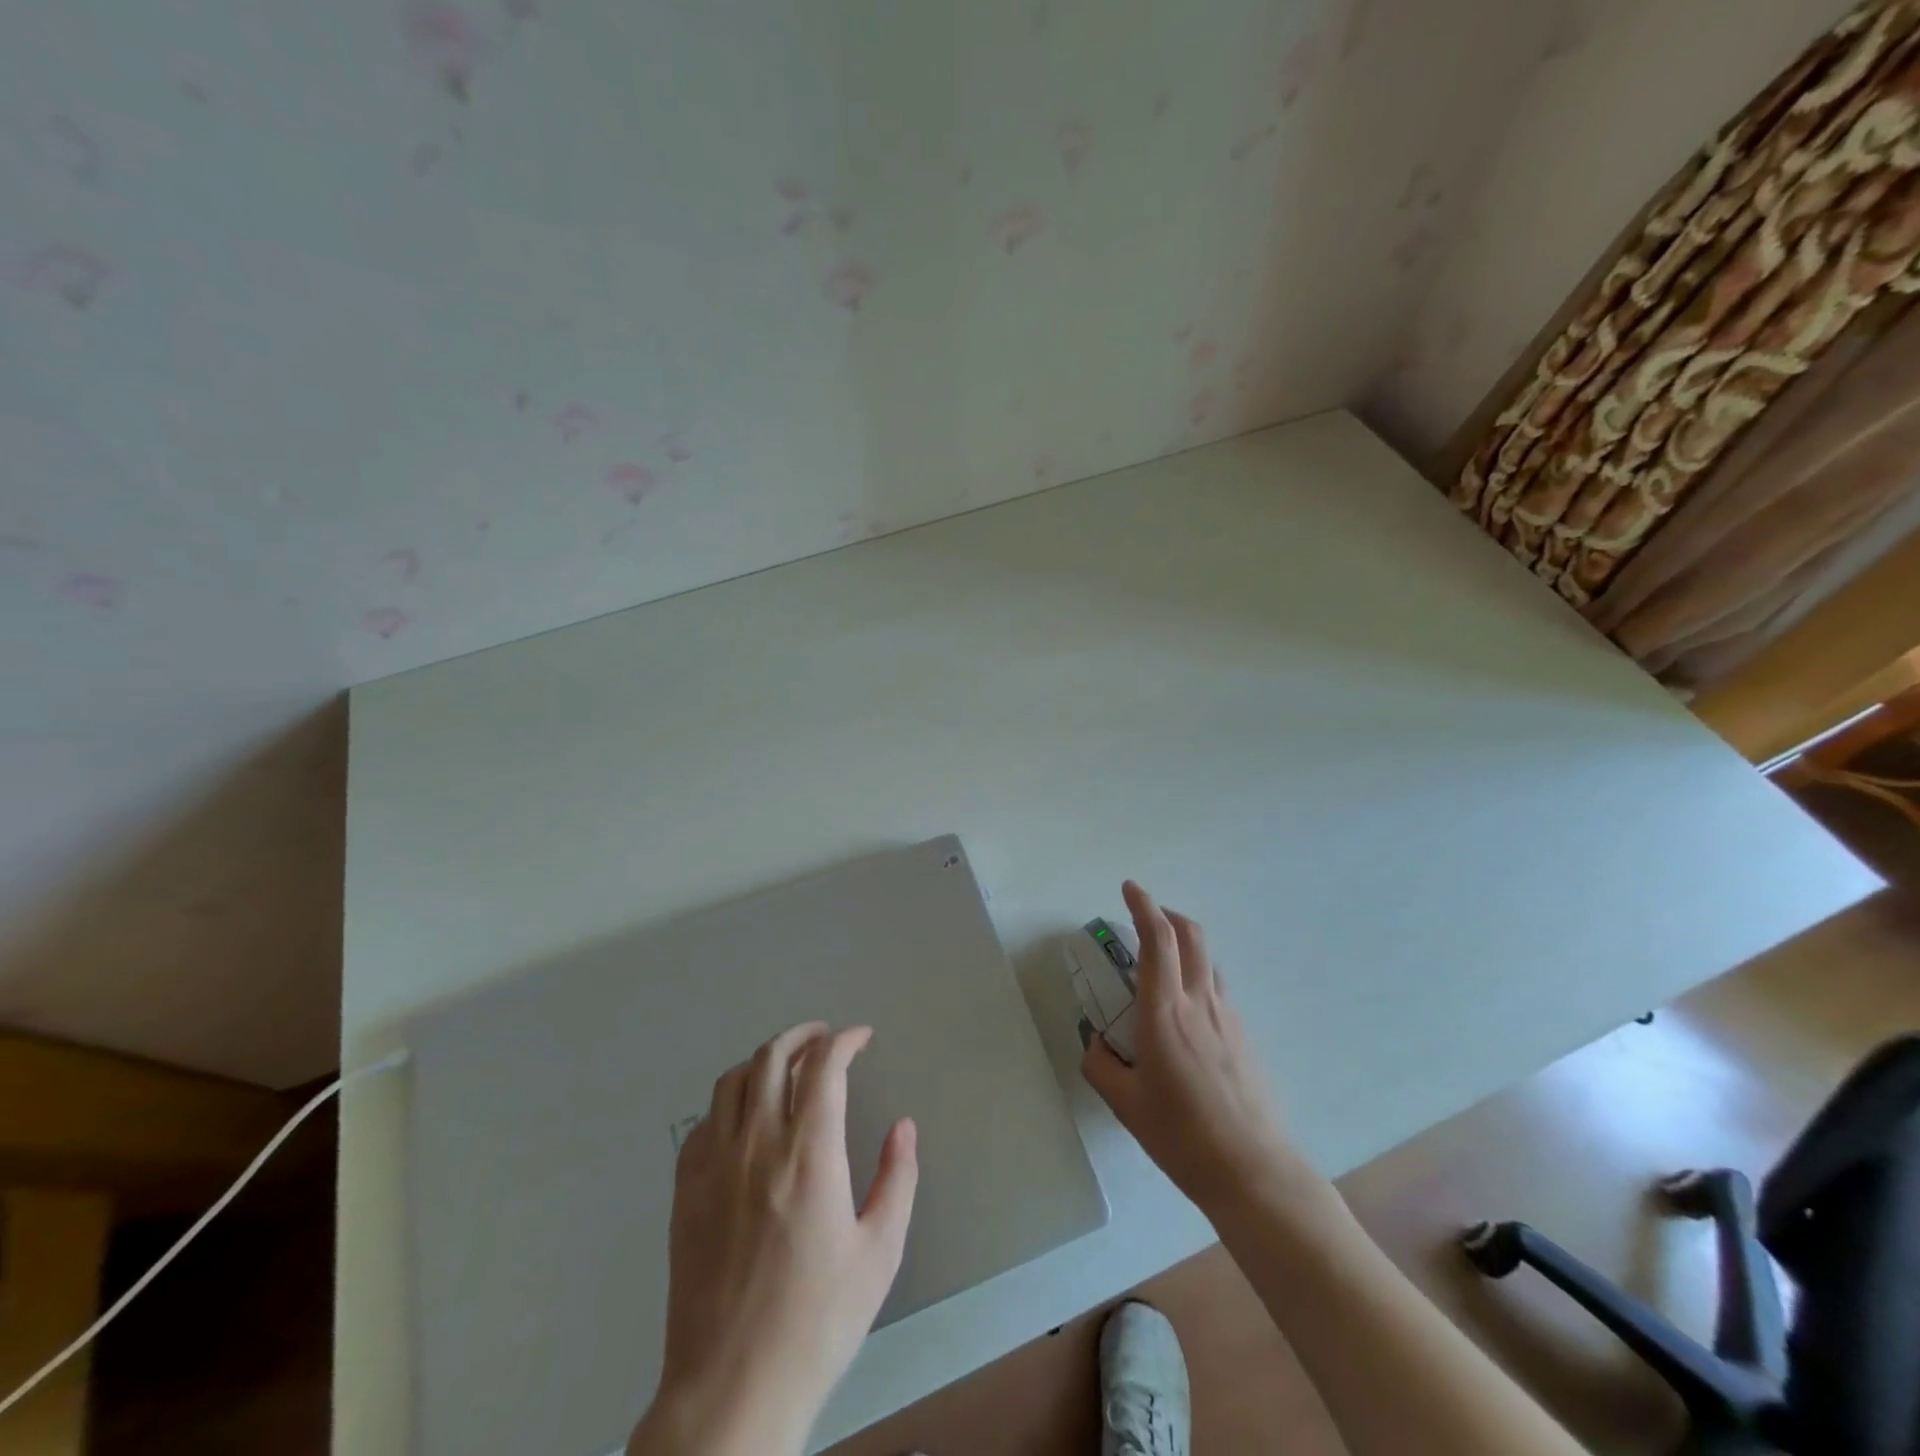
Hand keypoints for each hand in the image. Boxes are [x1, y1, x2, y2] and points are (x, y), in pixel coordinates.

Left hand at [629, 1022, 918, 1455]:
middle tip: (824, 1038)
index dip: (845, 1040)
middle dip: (802, 1035)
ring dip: (763, 1060)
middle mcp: (757, 1144)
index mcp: (809, 1154)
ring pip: (732, 1080)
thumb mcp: (879, 1253)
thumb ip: (897, 1179)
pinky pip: (703, 1122)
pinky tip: (743, 1119)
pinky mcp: (685, 1191)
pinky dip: (729, 1101)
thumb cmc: (817, 1321)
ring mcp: (714, 1165)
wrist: (732, 1388)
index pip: (823, 1066)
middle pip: (772, 1057)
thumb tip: (903, 1127)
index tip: (861, 1037)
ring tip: (785, 1066)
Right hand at [1081, 881, 1314, 1217]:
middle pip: (1191, 935)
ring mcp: (1227, 1017)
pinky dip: (1196, 975)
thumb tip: (1096, 1044)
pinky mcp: (1244, 1035)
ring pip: (1207, 959)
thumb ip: (1101, 1066)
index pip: (1157, 940)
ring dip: (1184, 944)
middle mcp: (1199, 1003)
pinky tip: (1183, 1011)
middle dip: (1166, 913)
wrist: (1255, 1172)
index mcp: (1165, 1013)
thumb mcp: (1126, 1105)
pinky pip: (1217, 987)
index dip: (1143, 906)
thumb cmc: (1183, 1137)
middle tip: (1145, 916)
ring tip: (1161, 963)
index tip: (1129, 888)